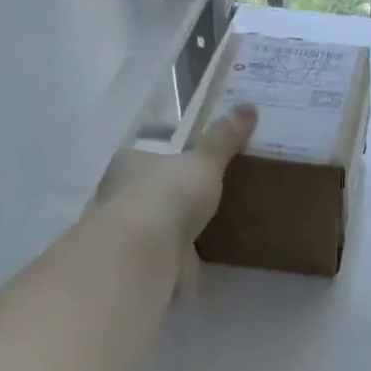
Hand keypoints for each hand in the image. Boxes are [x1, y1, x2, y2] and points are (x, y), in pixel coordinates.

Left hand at [94, 102, 255, 274]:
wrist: (148, 252)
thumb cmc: (170, 195)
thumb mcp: (205, 162)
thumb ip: (224, 139)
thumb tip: (249, 106)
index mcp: (130, 163)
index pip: (147, 157)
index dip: (167, 161)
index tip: (191, 168)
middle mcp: (121, 195)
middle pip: (149, 192)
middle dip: (170, 197)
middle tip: (204, 198)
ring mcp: (130, 233)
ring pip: (154, 226)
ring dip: (173, 229)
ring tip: (207, 229)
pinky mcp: (142, 264)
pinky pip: (164, 255)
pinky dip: (178, 256)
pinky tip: (199, 257)